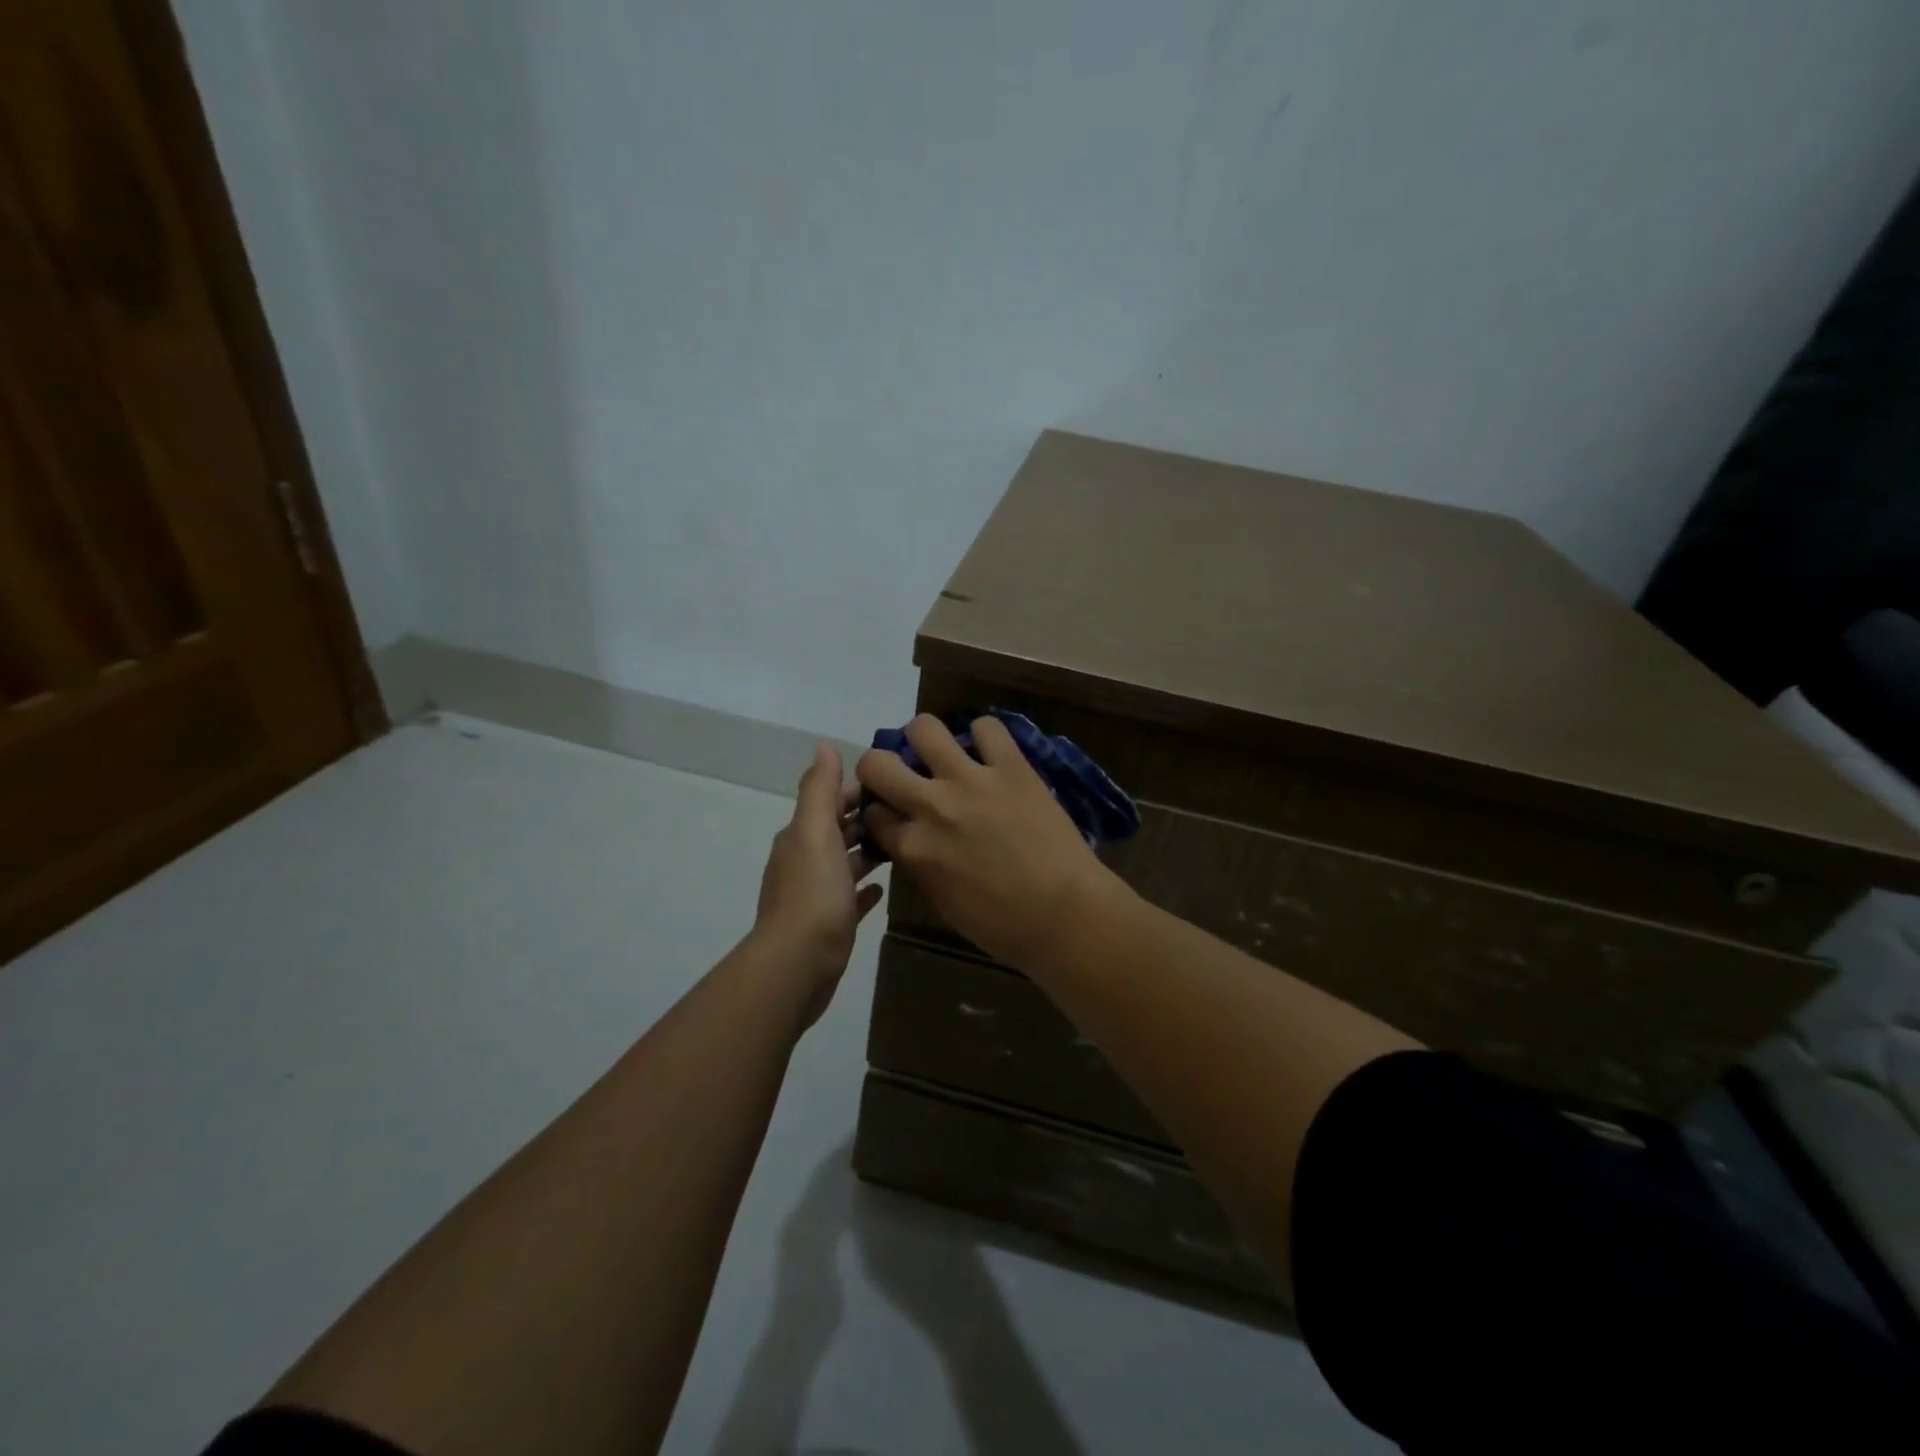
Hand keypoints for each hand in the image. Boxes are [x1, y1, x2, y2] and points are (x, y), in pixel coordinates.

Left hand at [750, 744, 884, 1025]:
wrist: (797, 964)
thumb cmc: (813, 893)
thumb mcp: (816, 832)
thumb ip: (820, 790)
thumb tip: (823, 746)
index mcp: (800, 837)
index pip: (831, 801)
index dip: (858, 789)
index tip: (895, 783)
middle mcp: (804, 861)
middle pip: (838, 830)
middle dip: (866, 818)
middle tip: (909, 811)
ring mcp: (815, 895)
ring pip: (845, 863)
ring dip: (868, 851)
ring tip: (904, 843)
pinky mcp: (828, 924)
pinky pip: (849, 899)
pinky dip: (864, 889)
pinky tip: (883, 888)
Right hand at [857, 715, 1122, 968]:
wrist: (1065, 913)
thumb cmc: (1003, 925)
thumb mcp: (943, 902)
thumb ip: (919, 865)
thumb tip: (910, 843)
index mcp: (912, 848)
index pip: (871, 814)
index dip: (877, 813)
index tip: (890, 815)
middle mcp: (931, 805)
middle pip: (877, 763)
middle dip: (879, 768)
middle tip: (901, 776)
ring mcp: (972, 780)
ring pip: (924, 728)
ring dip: (925, 740)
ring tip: (941, 754)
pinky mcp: (1011, 767)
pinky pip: (988, 728)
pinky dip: (984, 736)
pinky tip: (990, 753)